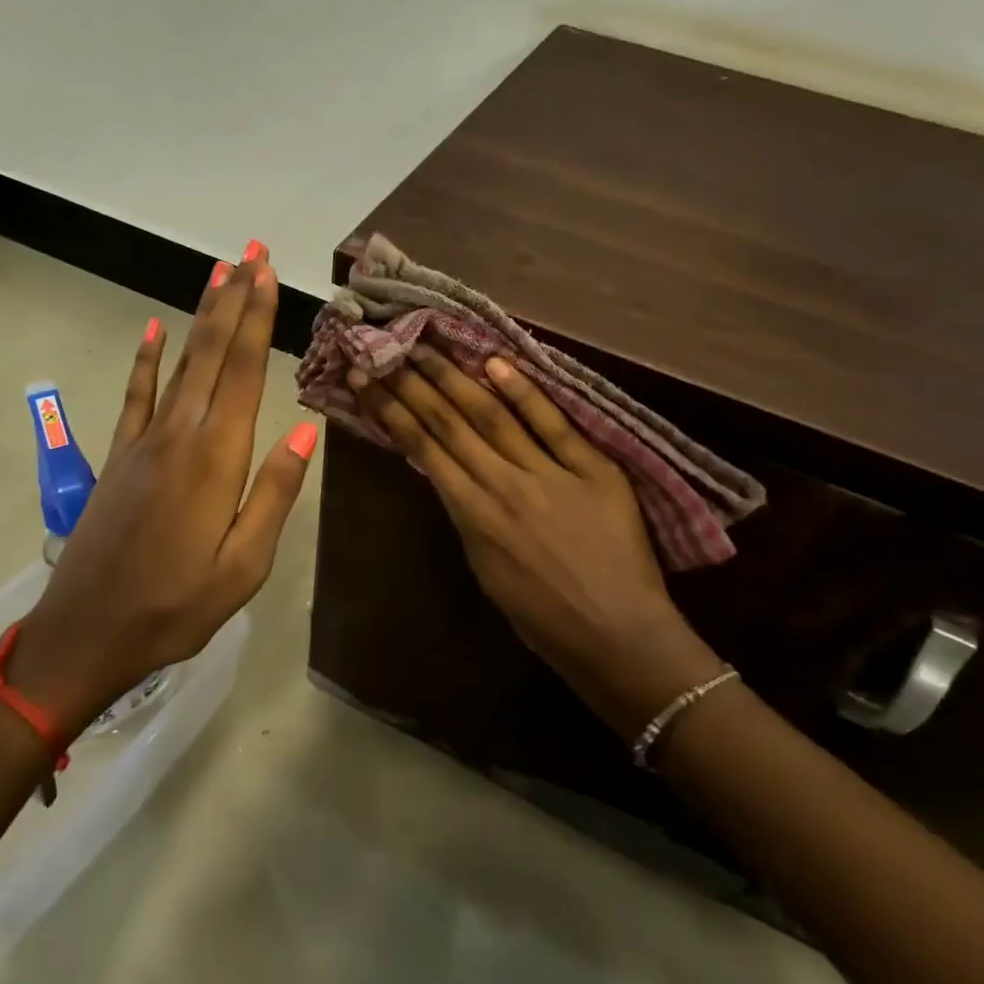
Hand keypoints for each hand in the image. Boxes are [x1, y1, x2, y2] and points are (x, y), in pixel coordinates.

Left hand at [15, 246, 317, 717]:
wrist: (84, 635)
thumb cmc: (176, 607)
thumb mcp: (244, 566)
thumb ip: (274, 494)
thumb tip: (305, 434)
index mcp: (216, 459)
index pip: (244, 371)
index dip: (257, 318)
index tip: (267, 273)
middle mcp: (180, 435)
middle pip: (212, 352)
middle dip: (234, 298)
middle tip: (250, 252)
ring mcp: (144, 441)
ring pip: (179, 362)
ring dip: (200, 315)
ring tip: (217, 273)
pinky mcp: (119, 456)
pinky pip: (134, 394)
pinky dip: (145, 359)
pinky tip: (150, 329)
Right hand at [351, 346, 722, 737]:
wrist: (617, 638)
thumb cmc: (545, 618)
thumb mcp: (487, 570)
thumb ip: (468, 516)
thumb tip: (450, 472)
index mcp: (471, 517)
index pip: (422, 449)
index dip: (391, 409)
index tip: (366, 377)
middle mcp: (501, 486)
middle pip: (449, 423)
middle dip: (413, 381)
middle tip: (387, 345)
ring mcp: (547, 475)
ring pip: (492, 416)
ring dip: (456, 377)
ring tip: (427, 345)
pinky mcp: (593, 470)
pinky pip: (554, 425)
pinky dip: (525, 392)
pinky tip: (496, 362)